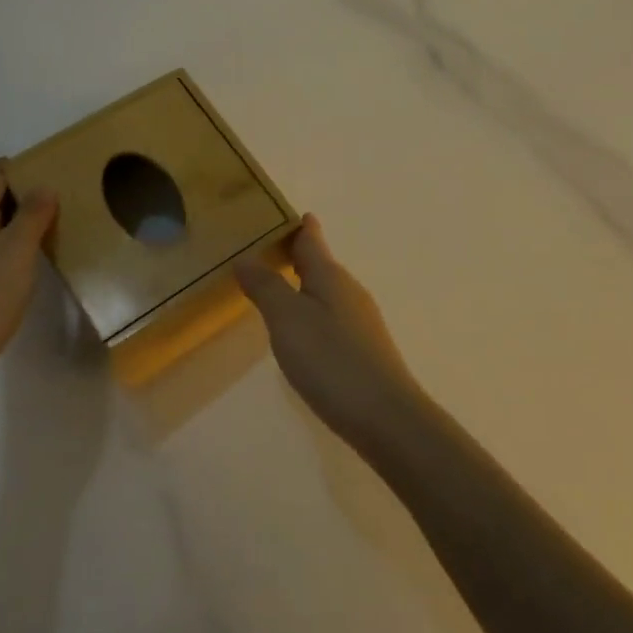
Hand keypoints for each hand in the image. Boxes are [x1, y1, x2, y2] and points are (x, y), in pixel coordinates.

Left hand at [0, 160, 57, 418]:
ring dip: (15, 225)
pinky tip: (23, 267)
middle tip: (61, 206)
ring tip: (49, 235)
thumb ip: (32, 215)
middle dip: (24, 197)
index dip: (24, 167)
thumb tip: (44, 185)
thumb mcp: (17, 252)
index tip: (56, 174)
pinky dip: (4, 248)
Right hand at [235, 214, 423, 451]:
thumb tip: (245, 257)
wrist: (387, 418)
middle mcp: (349, 291)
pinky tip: (304, 332)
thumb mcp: (288, 320)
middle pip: (321, 264)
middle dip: (299, 255)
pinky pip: (333, 316)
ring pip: (328, 291)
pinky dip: (314, 312)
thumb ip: (266, 287)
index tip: (290, 213)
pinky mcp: (365, 350)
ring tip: (280, 286)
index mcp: (330, 276)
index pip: (312, 240)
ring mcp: (361, 322)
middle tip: (269, 250)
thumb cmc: (331, 361)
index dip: (300, 226)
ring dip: (306, 284)